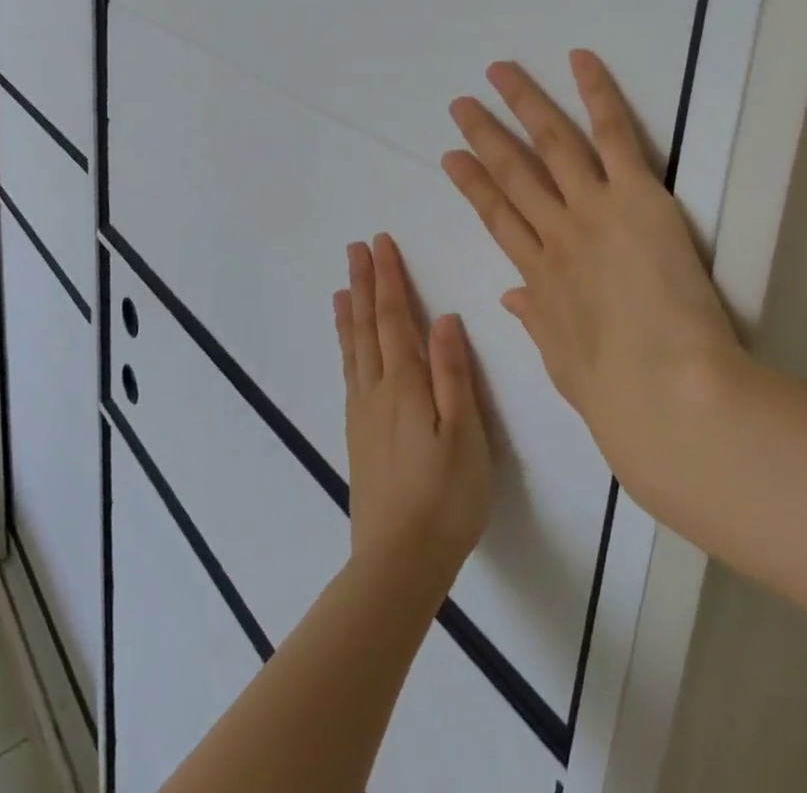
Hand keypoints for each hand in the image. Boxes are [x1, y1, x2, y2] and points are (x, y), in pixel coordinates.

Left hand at [335, 234, 492, 601]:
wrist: (398, 563)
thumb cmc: (445, 497)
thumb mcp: (464, 435)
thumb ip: (453, 374)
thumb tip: (443, 318)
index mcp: (405, 384)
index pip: (394, 318)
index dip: (388, 279)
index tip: (380, 243)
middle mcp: (377, 390)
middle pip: (366, 326)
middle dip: (363, 284)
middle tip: (354, 248)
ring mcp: (363, 413)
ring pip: (353, 348)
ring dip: (349, 312)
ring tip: (342, 287)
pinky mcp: (359, 435)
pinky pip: (350, 373)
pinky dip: (346, 347)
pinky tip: (348, 349)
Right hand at [441, 51, 749, 528]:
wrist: (665, 394)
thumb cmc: (617, 393)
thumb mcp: (563, 362)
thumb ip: (536, 321)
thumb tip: (511, 298)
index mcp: (538, 277)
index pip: (496, 218)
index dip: (472, 185)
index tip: (451, 159)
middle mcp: (556, 234)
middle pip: (512, 174)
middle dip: (484, 136)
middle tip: (462, 104)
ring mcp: (592, 209)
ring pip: (551, 143)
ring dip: (523, 103)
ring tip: (499, 72)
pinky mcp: (636, 196)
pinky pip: (613, 134)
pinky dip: (596, 93)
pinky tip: (579, 59)